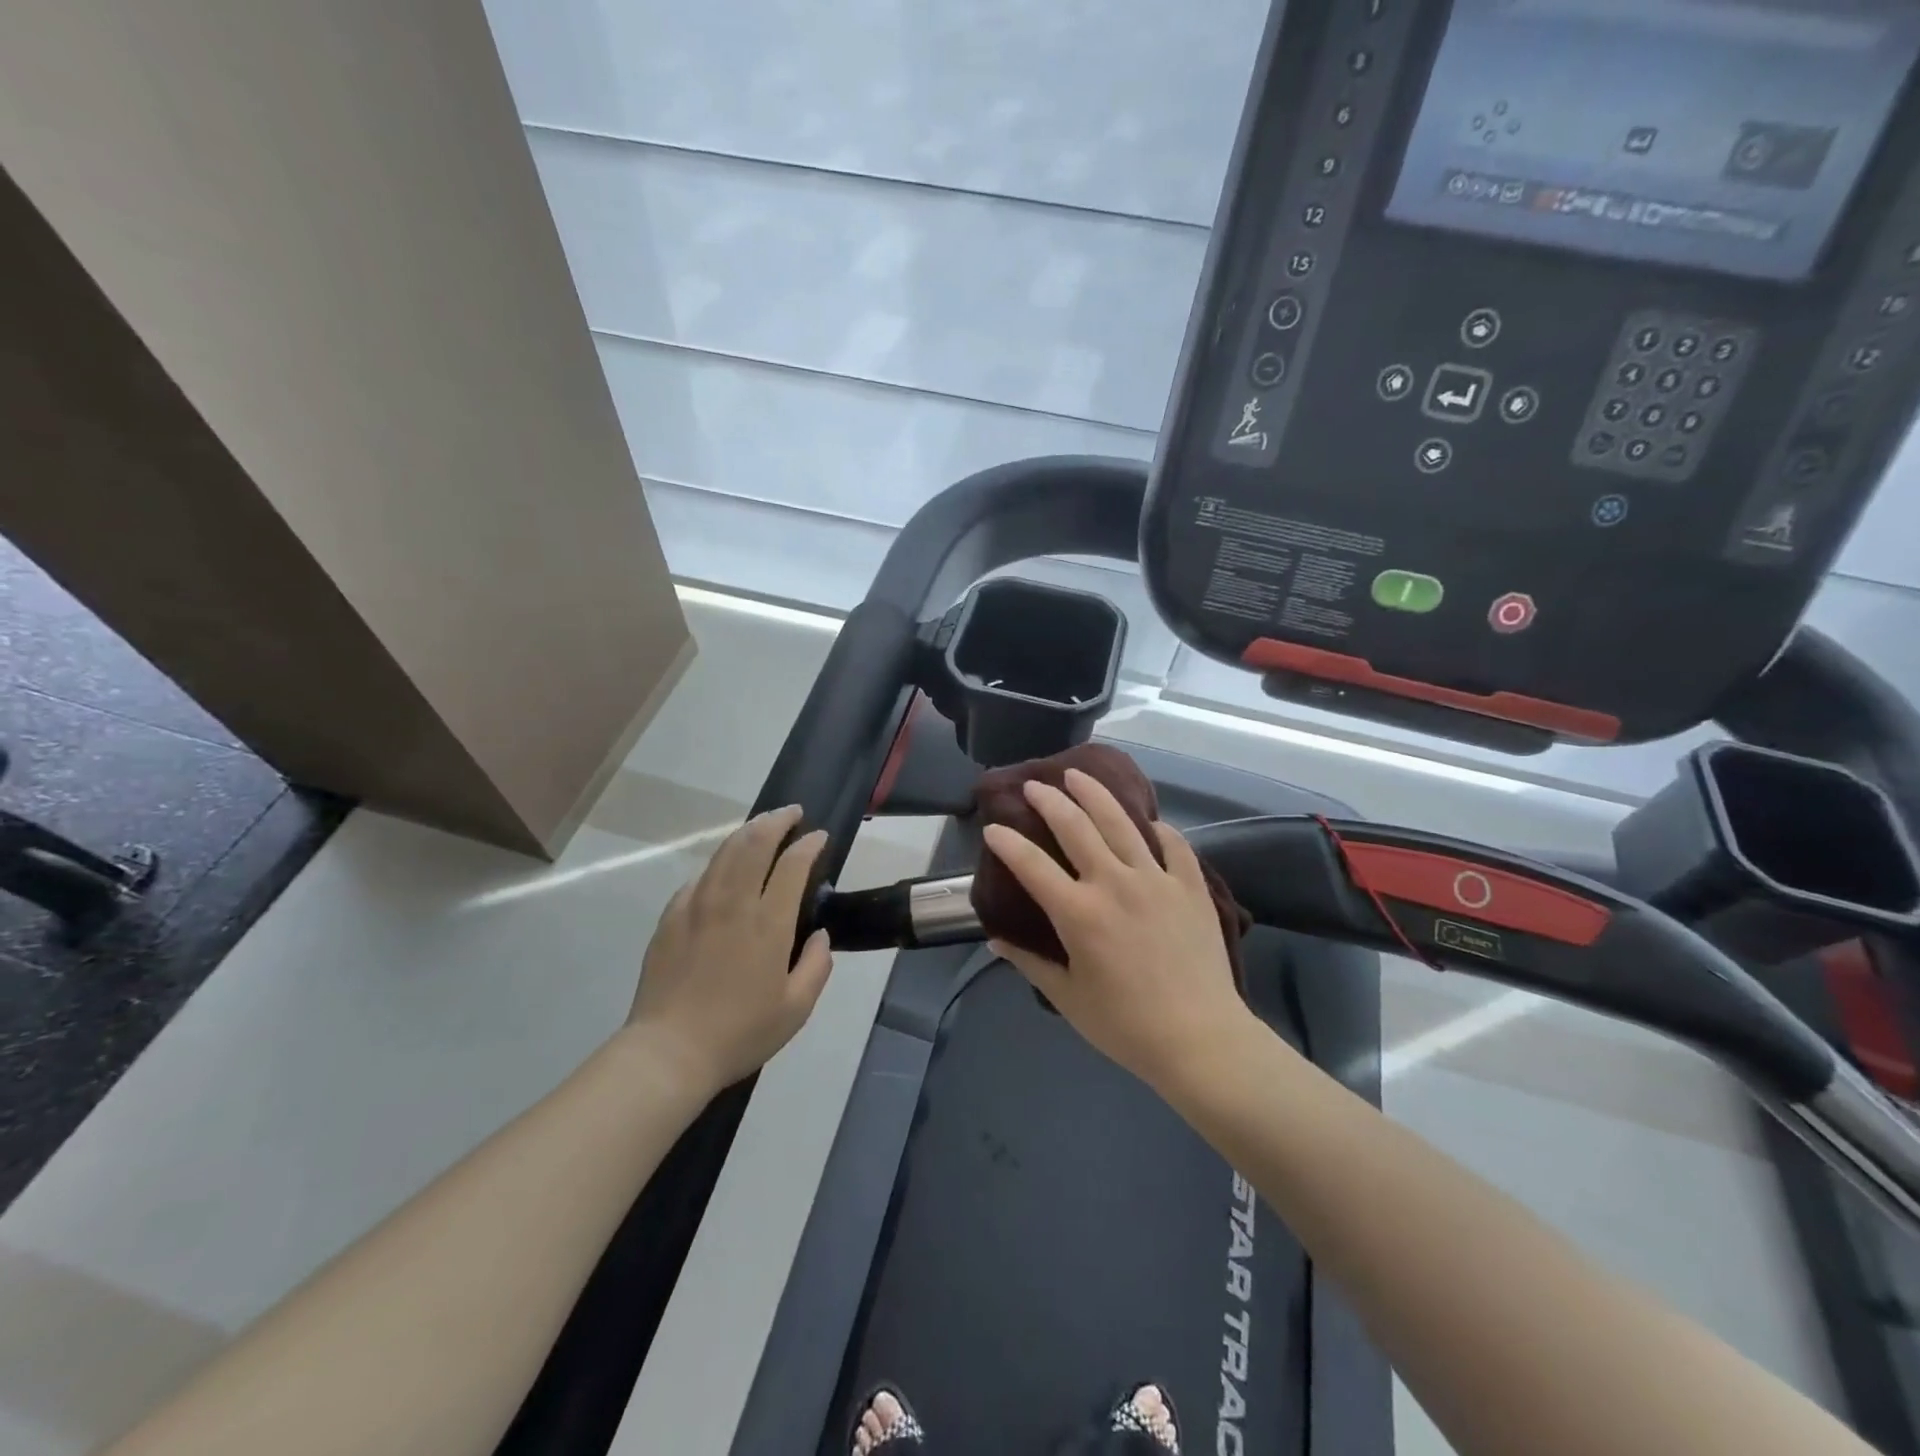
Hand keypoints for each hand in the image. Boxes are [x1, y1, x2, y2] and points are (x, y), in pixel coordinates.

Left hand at [628, 806, 832, 1093]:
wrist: (669, 1052)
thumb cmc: (740, 1032)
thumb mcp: (796, 1009)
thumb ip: (817, 965)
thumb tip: (819, 934)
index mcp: (768, 923)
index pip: (792, 865)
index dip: (809, 844)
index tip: (819, 836)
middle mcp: (733, 903)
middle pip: (754, 843)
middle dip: (777, 820)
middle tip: (792, 813)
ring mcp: (697, 906)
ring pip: (724, 852)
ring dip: (747, 832)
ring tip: (762, 826)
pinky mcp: (671, 917)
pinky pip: (699, 877)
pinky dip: (719, 863)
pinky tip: (724, 869)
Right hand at [982, 769, 1250, 1091]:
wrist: (1201, 1040)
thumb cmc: (1126, 1025)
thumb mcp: (1068, 998)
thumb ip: (1030, 963)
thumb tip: (996, 941)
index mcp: (1079, 913)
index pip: (1031, 865)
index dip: (1007, 842)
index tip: (992, 828)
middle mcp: (1114, 883)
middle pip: (1075, 827)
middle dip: (1049, 800)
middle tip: (1034, 785)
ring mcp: (1156, 880)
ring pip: (1121, 822)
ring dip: (1095, 794)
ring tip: (1078, 775)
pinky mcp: (1190, 886)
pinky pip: (1173, 844)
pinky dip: (1158, 828)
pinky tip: (1147, 821)